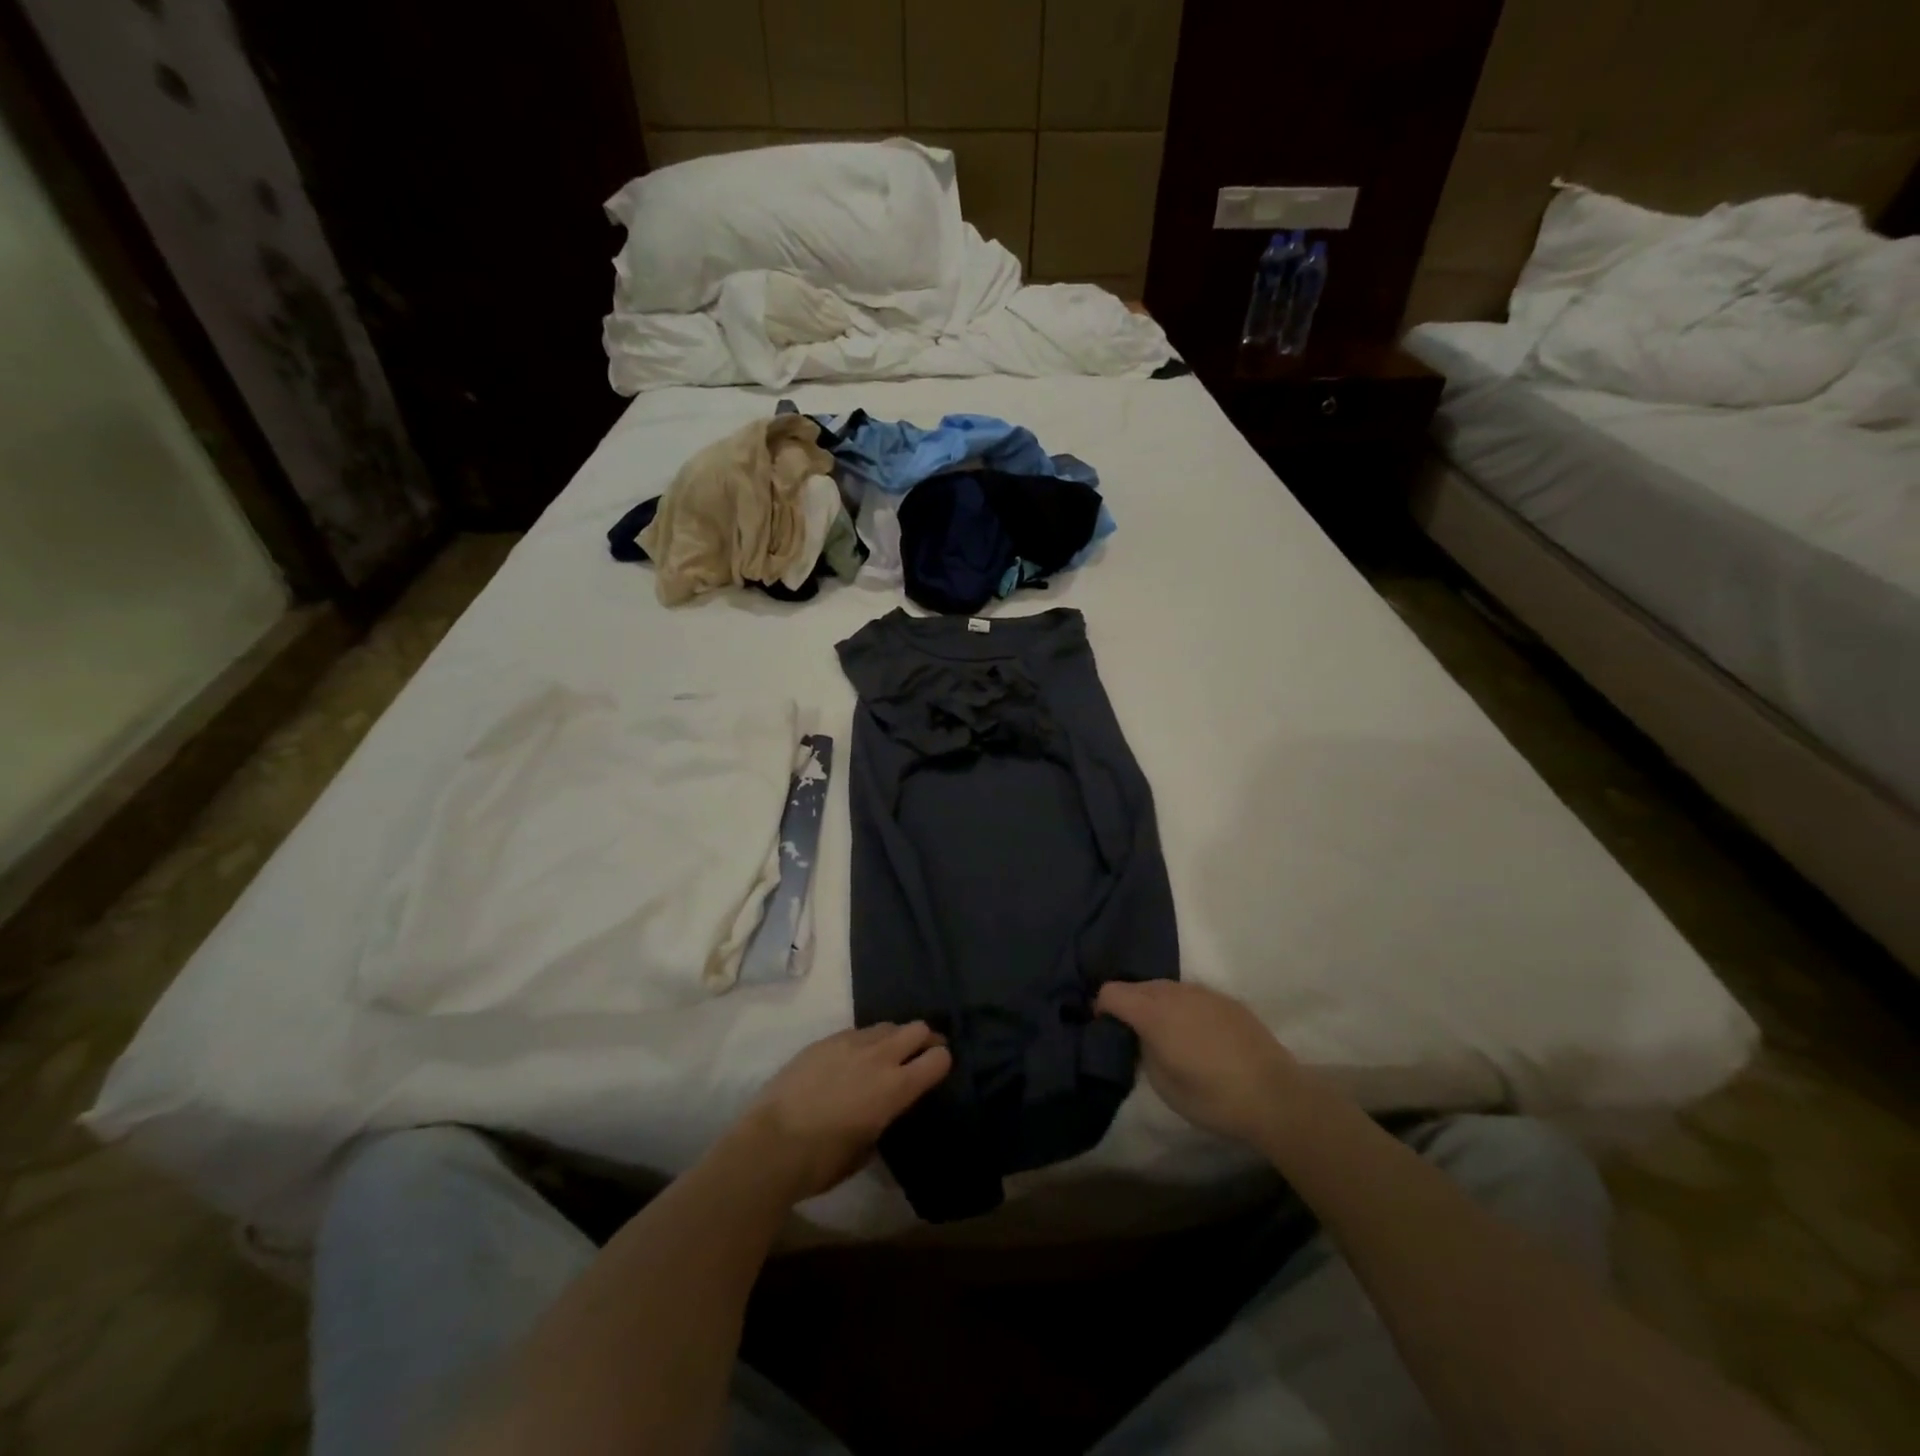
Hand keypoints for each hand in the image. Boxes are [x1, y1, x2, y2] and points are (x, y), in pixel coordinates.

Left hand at [733, 1022, 952, 1200]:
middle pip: (917, 1029)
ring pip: (887, 1026)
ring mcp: (850, 1042)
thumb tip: (884, 1109)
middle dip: (925, 1040)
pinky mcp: (825, 1040)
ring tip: (886, 1056)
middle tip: (921, 1056)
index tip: (939, 1071)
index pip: (937, 1058)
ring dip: (894, 1038)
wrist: (770, 1144)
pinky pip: (857, 1032)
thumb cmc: (822, 1161)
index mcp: (896, 1087)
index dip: (943, 1062)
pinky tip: (853, 1060)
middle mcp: (879, 1056)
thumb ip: (885, 1118)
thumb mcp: (867, 1148)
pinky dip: (865, 1041)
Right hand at [1096, 980, 1301, 1147]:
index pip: (1111, 991)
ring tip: (1167, 1033)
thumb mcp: (1163, 1083)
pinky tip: (1198, 1034)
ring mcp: (1203, 992)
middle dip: (1129, 1004)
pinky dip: (1184, 1007)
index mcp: (1152, 1012)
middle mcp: (1174, 992)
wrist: (1274, 1095)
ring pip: (1166, 987)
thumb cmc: (1212, 1097)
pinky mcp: (1226, 999)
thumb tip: (1142, 1036)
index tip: (1106, 1028)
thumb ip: (1143, 1050)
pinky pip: (1192, 995)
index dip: (1102, 1008)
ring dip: (1157, 1004)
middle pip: (1137, 986)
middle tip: (1134, 1033)